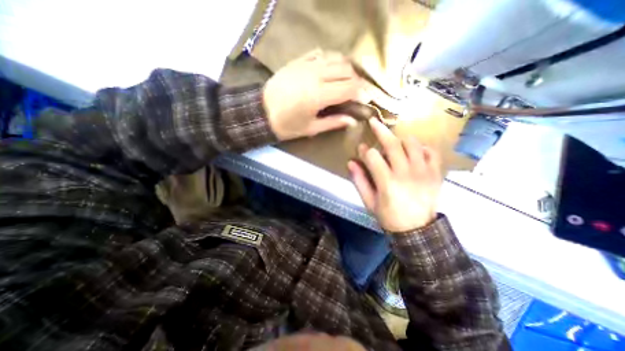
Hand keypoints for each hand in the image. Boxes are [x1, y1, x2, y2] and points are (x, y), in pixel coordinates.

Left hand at [261, 49, 360, 141]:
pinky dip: (331, 60)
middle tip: (357, 92)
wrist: (261, 112)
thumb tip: (353, 121)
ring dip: (346, 69)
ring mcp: (306, 65)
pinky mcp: (298, 61)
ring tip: (347, 81)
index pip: (349, 87)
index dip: (361, 92)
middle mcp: (315, 75)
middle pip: (346, 69)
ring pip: (336, 58)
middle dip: (357, 80)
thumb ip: (333, 122)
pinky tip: (331, 70)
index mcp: (318, 95)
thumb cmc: (286, 125)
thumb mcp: (311, 129)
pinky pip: (320, 54)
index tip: (366, 99)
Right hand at [346, 118, 443, 232]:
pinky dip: (422, 147)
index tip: (361, 150)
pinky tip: (415, 150)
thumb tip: (351, 162)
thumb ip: (360, 181)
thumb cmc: (389, 216)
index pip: (373, 157)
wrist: (417, 229)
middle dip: (380, 131)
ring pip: (413, 144)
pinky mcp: (435, 173)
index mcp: (387, 182)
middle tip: (373, 122)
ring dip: (401, 138)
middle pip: (393, 144)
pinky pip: (432, 152)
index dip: (364, 151)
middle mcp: (406, 173)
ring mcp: (424, 172)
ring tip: (395, 140)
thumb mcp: (369, 202)